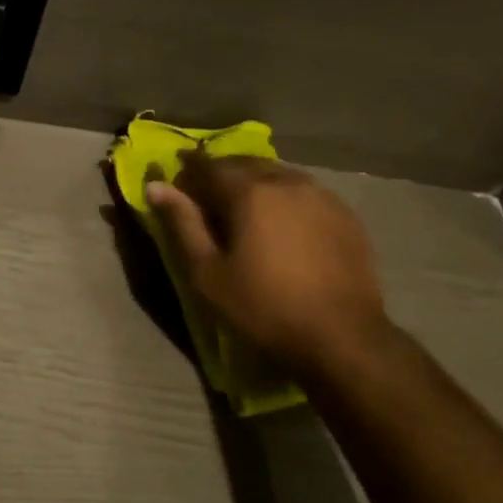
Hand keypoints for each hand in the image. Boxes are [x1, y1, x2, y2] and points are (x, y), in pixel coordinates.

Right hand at [145, 152, 391, 377]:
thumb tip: (156, 186)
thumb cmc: (263, 307)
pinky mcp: (346, 215)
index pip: (209, 166)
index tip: (177, 186)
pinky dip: (285, 198)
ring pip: (278, 175)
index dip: (188, 171)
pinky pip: (305, 192)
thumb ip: (182, 223)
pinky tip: (282, 224)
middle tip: (207, 199)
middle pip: (246, 164)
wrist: (342, 338)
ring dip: (255, 183)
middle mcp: (288, 181)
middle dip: (222, 174)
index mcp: (251, 191)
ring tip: (244, 211)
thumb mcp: (208, 272)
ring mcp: (323, 196)